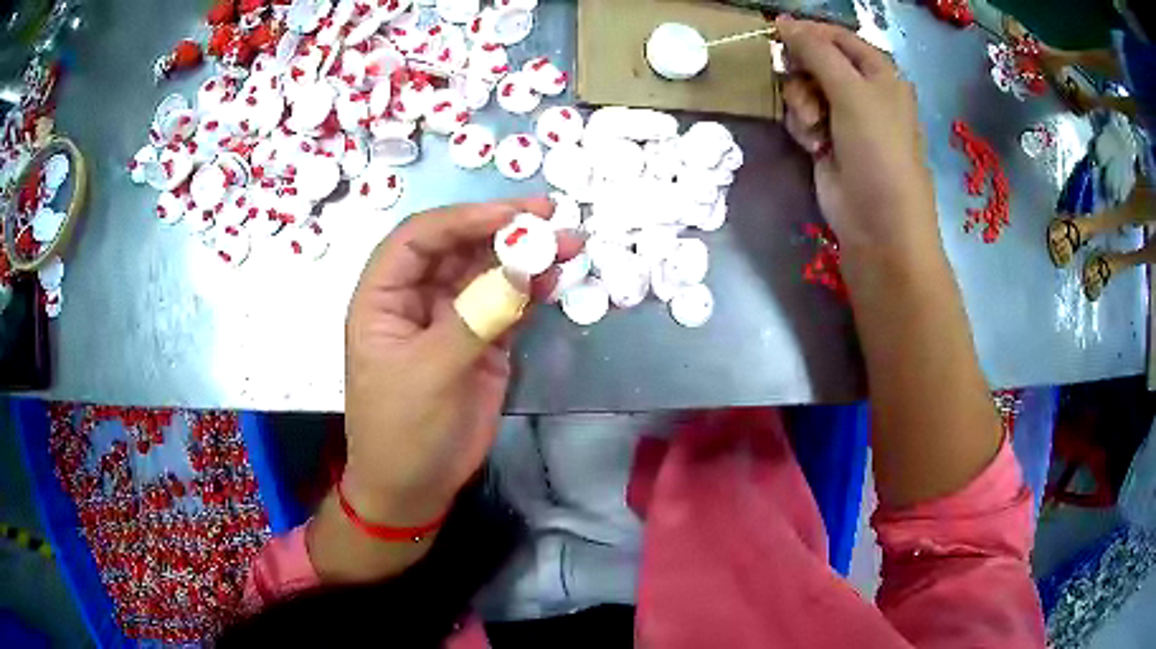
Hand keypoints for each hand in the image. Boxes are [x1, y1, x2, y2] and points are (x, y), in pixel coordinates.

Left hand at [342, 198, 579, 526]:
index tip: (511, 215)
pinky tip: (555, 278)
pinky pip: (507, 304)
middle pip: (458, 247)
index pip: (418, 239)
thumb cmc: (403, 431)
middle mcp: (416, 298)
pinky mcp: (481, 341)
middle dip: (502, 229)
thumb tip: (523, 270)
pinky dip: (531, 289)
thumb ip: (475, 319)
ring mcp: (451, 318)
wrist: (416, 487)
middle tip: (550, 216)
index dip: (462, 218)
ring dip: (524, 256)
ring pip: (487, 272)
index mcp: (384, 297)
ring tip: (567, 243)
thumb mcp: (430, 374)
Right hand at [777, 17, 938, 256]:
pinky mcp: (826, 140)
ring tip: (815, 127)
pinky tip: (813, 145)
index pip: (837, 37)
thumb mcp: (852, 92)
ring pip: (803, 88)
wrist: (878, 223)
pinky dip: (802, 126)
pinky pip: (801, 116)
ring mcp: (844, 116)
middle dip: (803, 73)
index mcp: (879, 72)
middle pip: (816, 60)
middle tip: (804, 85)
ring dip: (801, 103)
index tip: (777, 34)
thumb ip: (816, 51)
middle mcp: (862, 90)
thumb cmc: (878, 150)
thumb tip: (782, 20)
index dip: (808, 33)